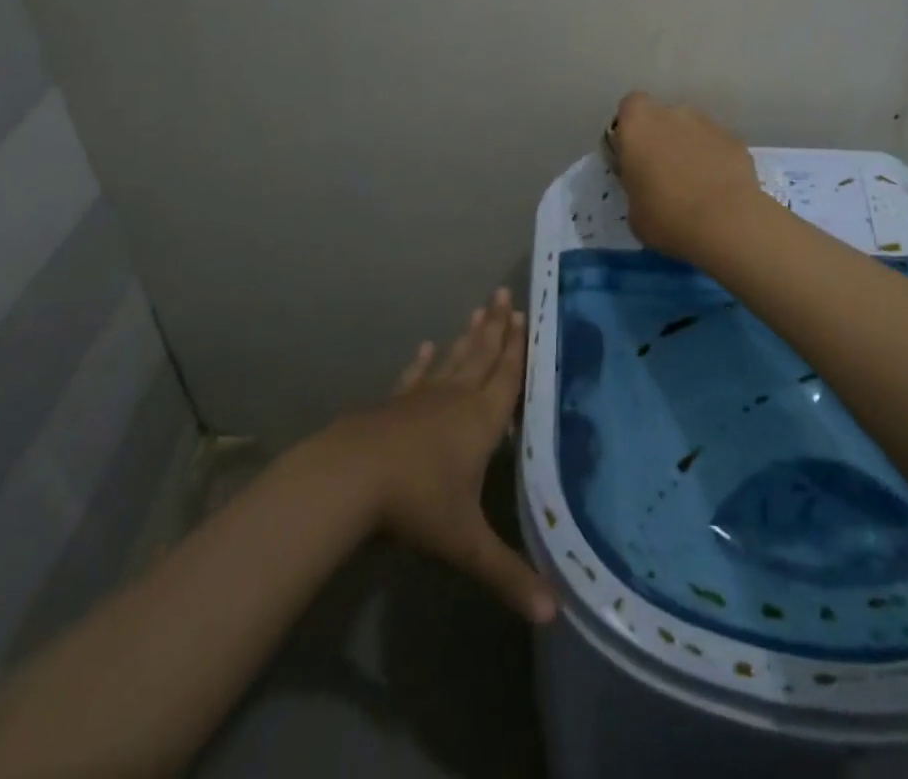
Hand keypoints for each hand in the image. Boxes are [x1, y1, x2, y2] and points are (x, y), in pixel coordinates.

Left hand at [331, 290, 555, 623]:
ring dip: (469, 336)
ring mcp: (423, 397)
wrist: (353, 476)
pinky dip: (424, 362)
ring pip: (454, 359)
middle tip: (504, 294)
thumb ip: (509, 574)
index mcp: (481, 420)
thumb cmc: (418, 502)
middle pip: (482, 356)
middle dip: (497, 327)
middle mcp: (457, 398)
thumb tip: (555, 612)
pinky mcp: (395, 404)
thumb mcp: (467, 542)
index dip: (518, 348)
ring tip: (479, 310)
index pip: (507, 376)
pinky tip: (426, 347)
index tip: (525, 315)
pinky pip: (416, 376)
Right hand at [608, 91, 765, 264]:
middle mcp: (673, 113)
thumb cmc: (666, 217)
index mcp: (639, 125)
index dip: (631, 128)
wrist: (726, 225)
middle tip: (664, 172)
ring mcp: (709, 123)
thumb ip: (636, 185)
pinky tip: (719, 187)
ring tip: (696, 183)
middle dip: (662, 137)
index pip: (630, 106)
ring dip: (690, 147)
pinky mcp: (736, 139)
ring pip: (692, 129)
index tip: (634, 154)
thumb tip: (647, 186)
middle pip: (664, 117)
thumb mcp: (633, 209)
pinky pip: (717, 144)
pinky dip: (716, 159)